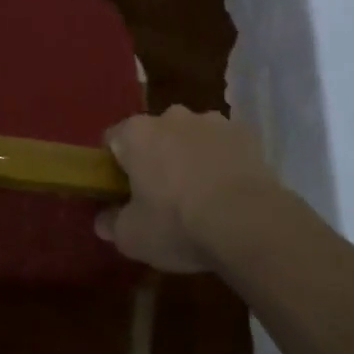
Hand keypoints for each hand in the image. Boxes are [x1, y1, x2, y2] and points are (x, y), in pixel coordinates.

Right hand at [97, 106, 282, 272]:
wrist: (250, 223)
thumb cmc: (179, 225)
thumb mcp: (133, 237)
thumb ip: (112, 225)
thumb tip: (103, 220)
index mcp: (136, 133)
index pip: (113, 139)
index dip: (114, 165)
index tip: (121, 191)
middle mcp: (171, 116)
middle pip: (153, 135)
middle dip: (155, 158)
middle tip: (160, 196)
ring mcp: (211, 121)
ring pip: (191, 137)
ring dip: (190, 156)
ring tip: (201, 196)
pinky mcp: (245, 134)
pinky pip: (223, 146)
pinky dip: (221, 162)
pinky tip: (228, 193)